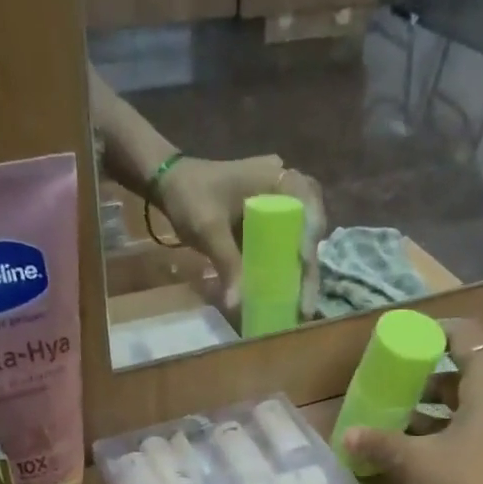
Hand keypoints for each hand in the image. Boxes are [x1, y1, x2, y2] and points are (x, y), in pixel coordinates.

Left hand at [154, 156, 326, 319]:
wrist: (170, 182)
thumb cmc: (190, 196)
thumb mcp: (208, 229)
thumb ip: (227, 263)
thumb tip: (237, 305)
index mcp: (277, 177)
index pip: (308, 206)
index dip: (309, 237)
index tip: (303, 264)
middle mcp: (286, 186)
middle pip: (311, 227)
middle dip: (310, 266)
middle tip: (306, 304)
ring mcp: (280, 203)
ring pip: (302, 237)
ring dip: (303, 271)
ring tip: (301, 306)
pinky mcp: (270, 219)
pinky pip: (286, 243)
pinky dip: (288, 268)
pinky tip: (287, 295)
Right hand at [343, 321, 482, 483]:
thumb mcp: (415, 462)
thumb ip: (381, 443)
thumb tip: (348, 435)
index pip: (468, 336)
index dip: (437, 332)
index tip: (409, 341)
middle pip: (469, 371)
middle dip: (431, 377)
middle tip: (399, 386)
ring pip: (474, 403)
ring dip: (439, 408)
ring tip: (402, 420)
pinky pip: (480, 427)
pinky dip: (452, 429)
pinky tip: (423, 449)